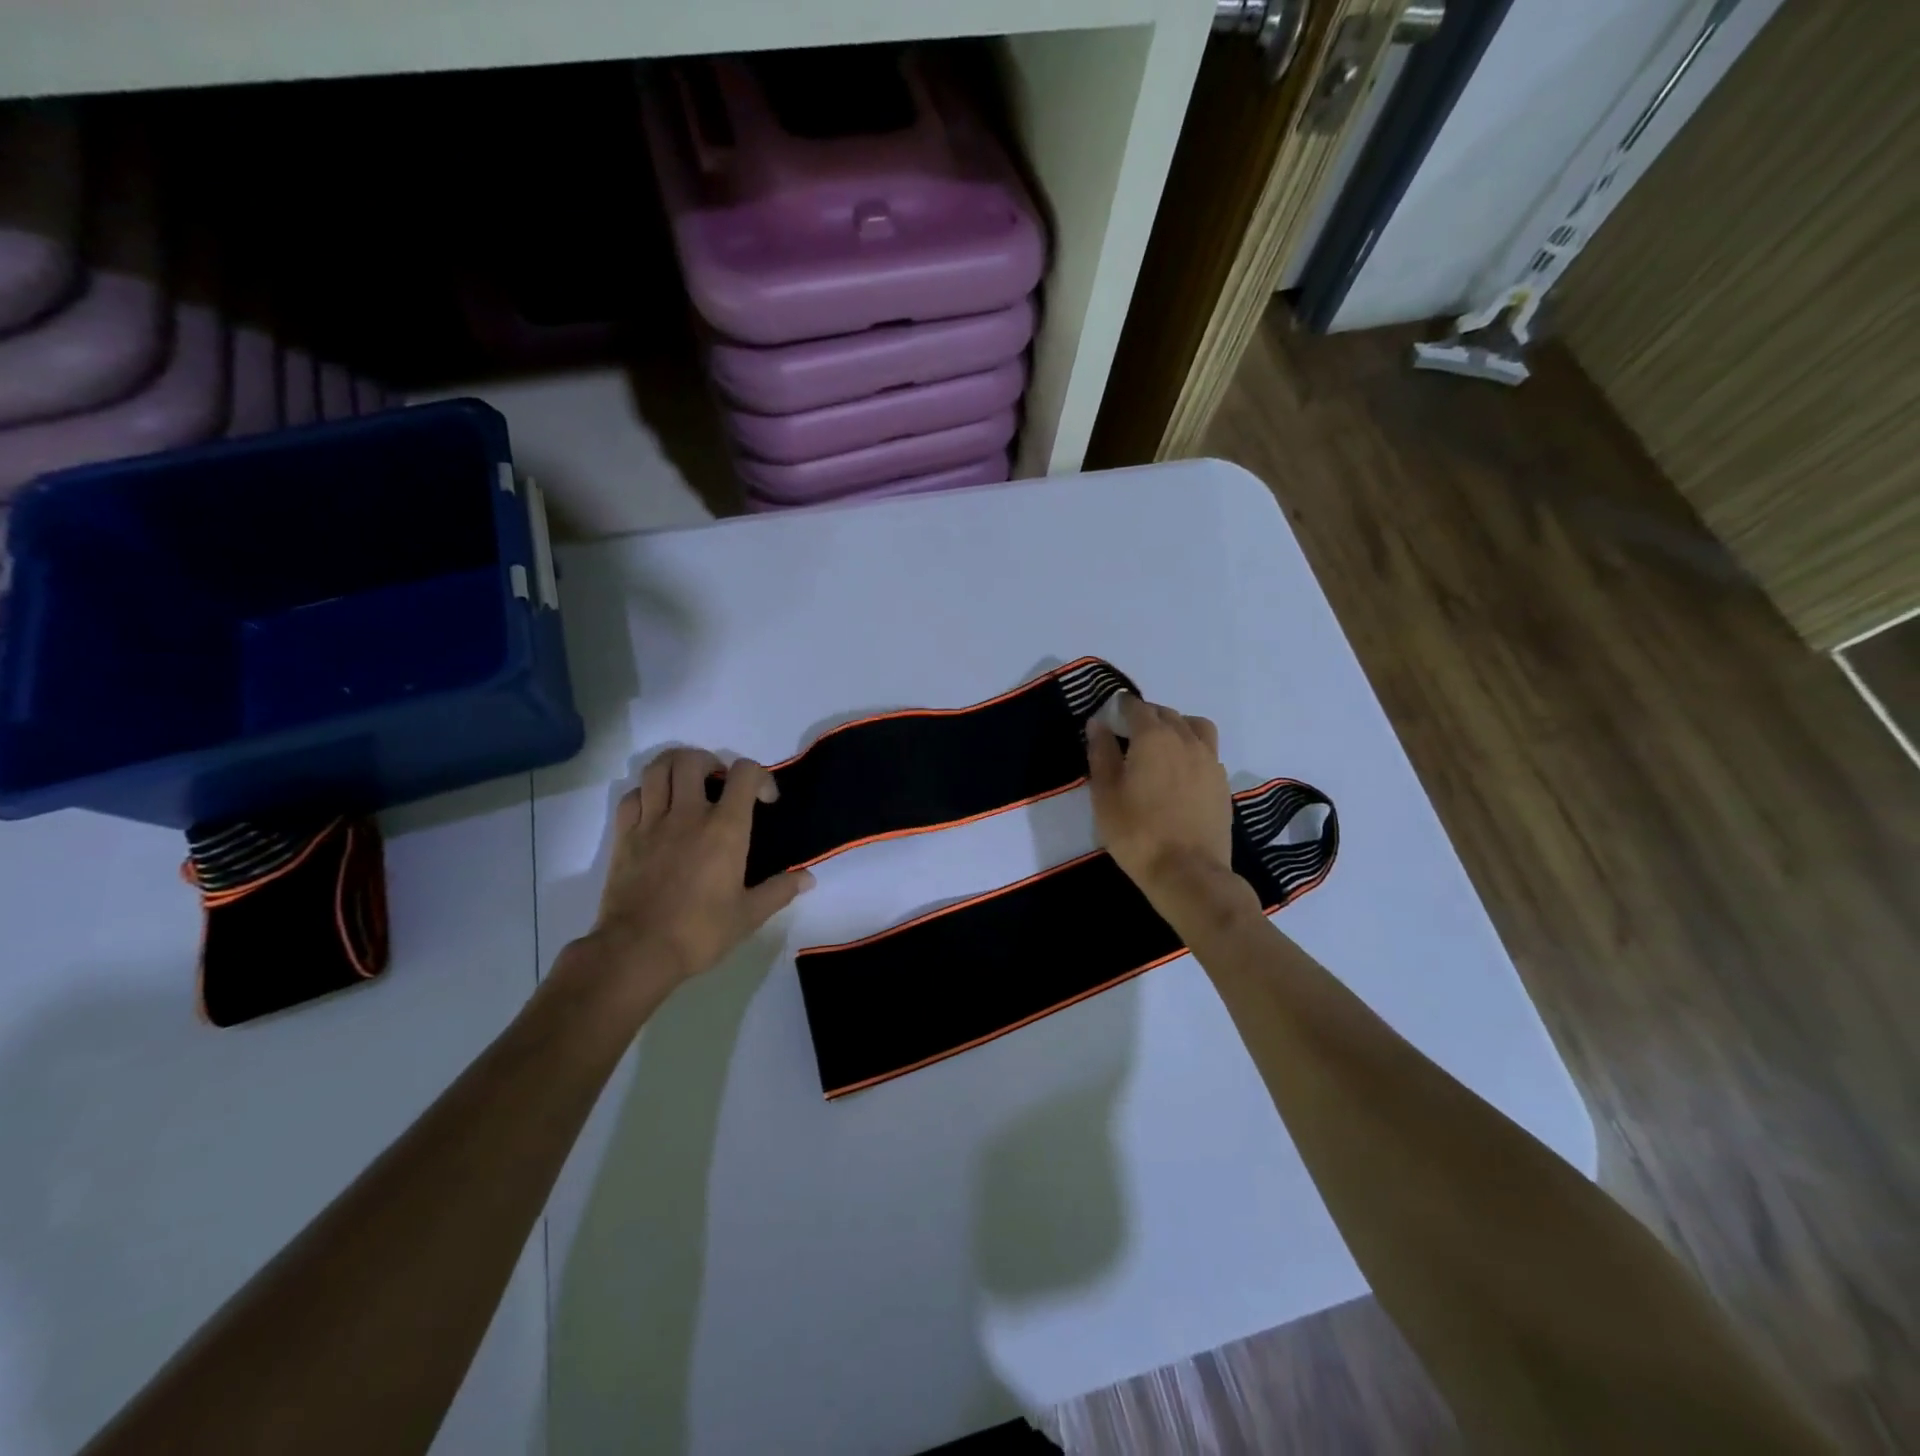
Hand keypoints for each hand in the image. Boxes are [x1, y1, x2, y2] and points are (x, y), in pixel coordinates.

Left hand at [572, 748, 813, 1005]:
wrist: (637, 951)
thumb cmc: (699, 932)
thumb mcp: (749, 915)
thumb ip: (780, 890)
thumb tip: (808, 878)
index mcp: (724, 829)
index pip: (744, 774)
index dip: (760, 776)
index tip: (765, 800)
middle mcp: (687, 814)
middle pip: (692, 760)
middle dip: (710, 762)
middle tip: (719, 783)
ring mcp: (651, 822)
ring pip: (657, 769)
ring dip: (675, 767)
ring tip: (687, 784)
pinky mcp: (624, 836)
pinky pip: (632, 796)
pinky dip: (646, 792)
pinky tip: (656, 809)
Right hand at [1087, 693, 1249, 920]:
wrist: (1188, 872)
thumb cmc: (1136, 832)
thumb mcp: (1105, 794)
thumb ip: (1101, 753)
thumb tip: (1098, 723)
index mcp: (1154, 737)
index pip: (1136, 707)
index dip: (1121, 706)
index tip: (1111, 713)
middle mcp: (1185, 739)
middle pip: (1166, 713)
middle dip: (1146, 715)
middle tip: (1128, 732)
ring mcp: (1209, 760)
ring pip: (1194, 726)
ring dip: (1176, 725)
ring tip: (1161, 744)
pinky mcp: (1222, 782)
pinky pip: (1207, 750)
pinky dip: (1192, 747)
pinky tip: (1180, 769)